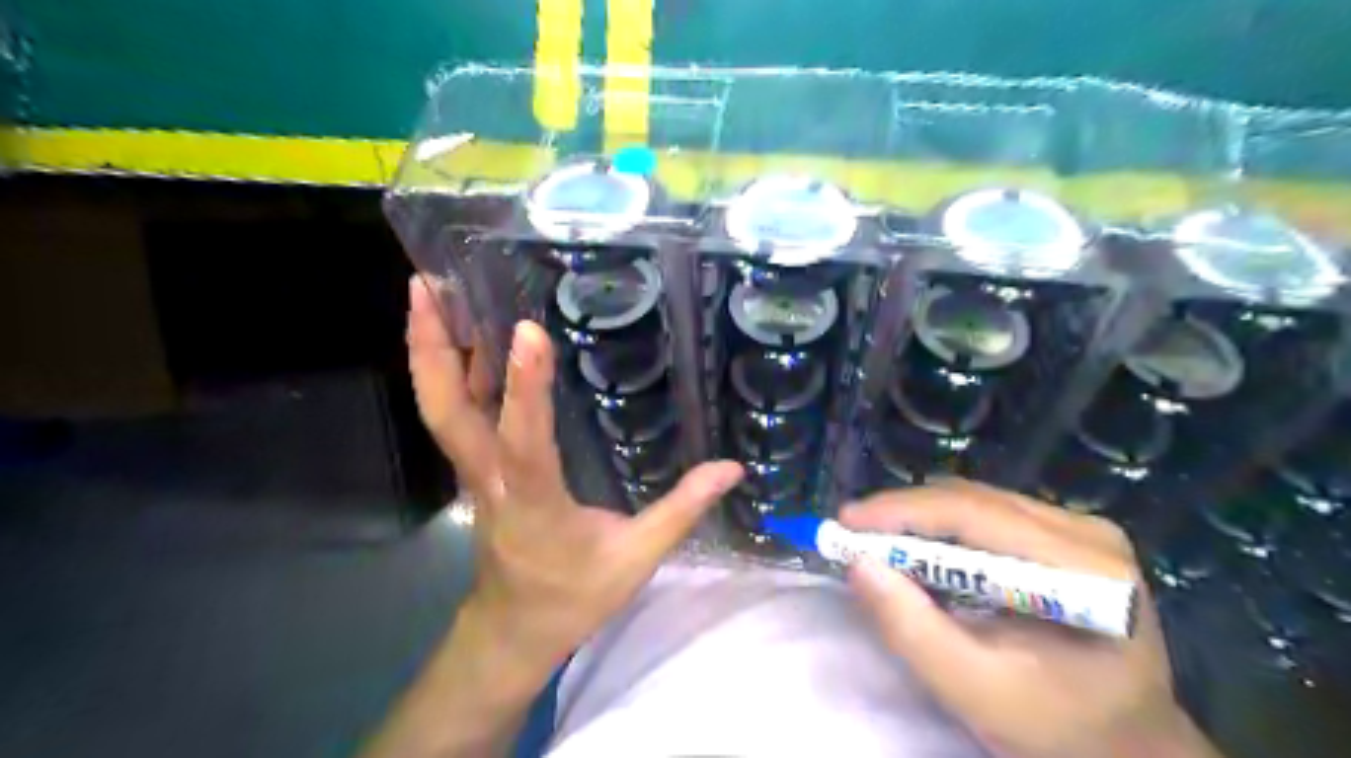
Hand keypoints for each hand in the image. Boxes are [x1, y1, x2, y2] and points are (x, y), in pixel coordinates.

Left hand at [406, 279, 744, 691]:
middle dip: (432, 348)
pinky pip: (454, 417)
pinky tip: (463, 340)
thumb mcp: (635, 560)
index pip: (526, 443)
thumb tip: (730, 468)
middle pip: (446, 413)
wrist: (514, 630)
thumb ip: (681, 510)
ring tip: (429, 293)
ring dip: (430, 351)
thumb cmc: (573, 596)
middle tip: (426, 287)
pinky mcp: (475, 471)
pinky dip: (449, 372)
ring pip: (440, 410)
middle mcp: (492, 480)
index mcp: (535, 504)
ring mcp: (474, 475)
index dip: (526, 389)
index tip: (529, 332)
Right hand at [843, 484, 1220, 754]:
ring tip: (878, 542)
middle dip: (904, 514)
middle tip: (852, 534)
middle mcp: (1088, 533)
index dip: (903, 511)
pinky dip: (944, 529)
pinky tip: (922, 551)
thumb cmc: (1057, 728)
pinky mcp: (1069, 535)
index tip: (846, 522)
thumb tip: (858, 564)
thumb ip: (913, 629)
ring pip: (977, 501)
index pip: (977, 515)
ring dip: (921, 519)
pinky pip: (989, 513)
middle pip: (974, 500)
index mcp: (1085, 571)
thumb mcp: (975, 691)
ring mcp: (1083, 529)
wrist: (1128, 746)